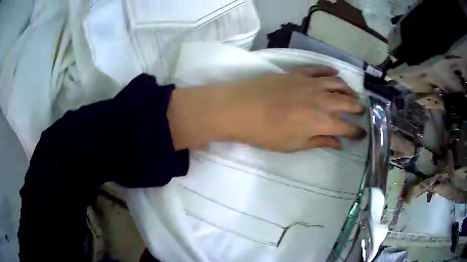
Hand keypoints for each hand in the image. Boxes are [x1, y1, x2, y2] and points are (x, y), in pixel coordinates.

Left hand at [167, 66, 364, 151]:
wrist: (241, 109)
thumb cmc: (266, 133)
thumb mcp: (294, 145)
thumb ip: (319, 142)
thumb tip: (338, 144)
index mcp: (320, 122)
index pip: (345, 127)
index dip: (356, 131)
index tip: (361, 134)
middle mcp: (320, 100)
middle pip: (346, 102)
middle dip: (357, 107)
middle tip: (361, 110)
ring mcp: (309, 83)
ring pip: (336, 83)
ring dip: (347, 89)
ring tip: (352, 93)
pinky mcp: (297, 73)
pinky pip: (318, 69)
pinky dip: (328, 71)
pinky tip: (334, 74)